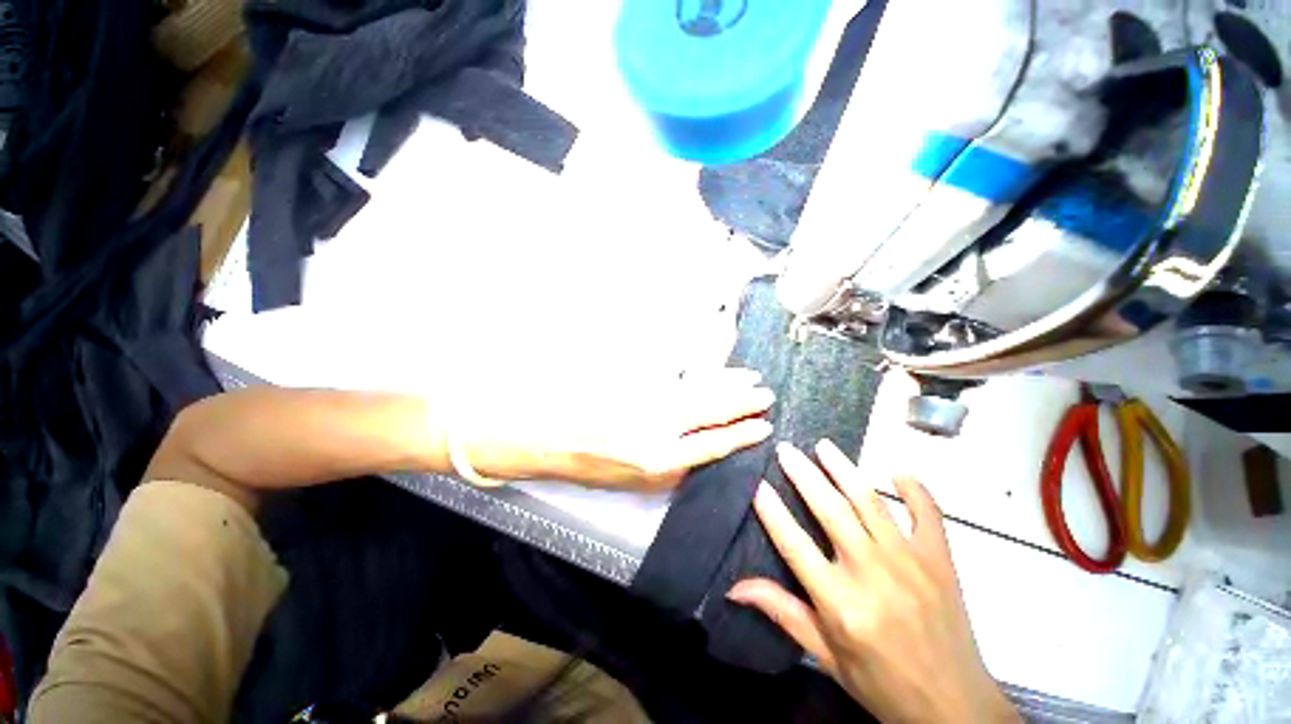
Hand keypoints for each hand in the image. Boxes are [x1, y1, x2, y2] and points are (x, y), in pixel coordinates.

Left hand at [462, 367, 774, 489]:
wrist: (543, 432)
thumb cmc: (585, 463)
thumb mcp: (629, 481)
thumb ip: (667, 470)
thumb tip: (697, 455)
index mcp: (656, 460)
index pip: (712, 445)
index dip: (741, 435)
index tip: (764, 427)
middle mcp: (658, 428)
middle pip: (711, 411)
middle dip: (742, 402)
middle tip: (765, 394)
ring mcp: (648, 400)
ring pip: (698, 389)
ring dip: (726, 383)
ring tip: (749, 378)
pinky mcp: (636, 380)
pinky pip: (677, 375)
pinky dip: (699, 373)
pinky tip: (712, 369)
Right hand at [728, 441, 1018, 723]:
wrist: (954, 706)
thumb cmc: (881, 683)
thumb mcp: (825, 656)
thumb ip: (782, 612)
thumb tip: (734, 587)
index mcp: (841, 603)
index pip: (794, 544)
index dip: (772, 511)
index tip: (757, 484)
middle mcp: (872, 573)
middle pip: (830, 510)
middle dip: (803, 474)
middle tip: (786, 449)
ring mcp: (910, 562)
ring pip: (869, 501)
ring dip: (843, 468)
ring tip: (824, 446)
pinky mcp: (940, 560)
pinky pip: (928, 514)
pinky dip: (914, 489)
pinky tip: (897, 473)